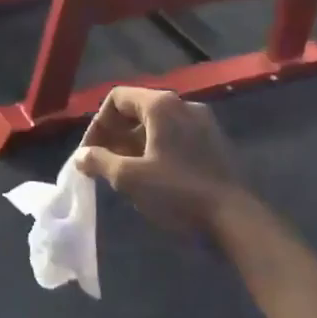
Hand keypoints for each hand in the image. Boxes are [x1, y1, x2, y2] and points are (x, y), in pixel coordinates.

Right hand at [76, 87, 254, 237]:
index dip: (97, 123)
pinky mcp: (214, 142)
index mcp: (161, 105)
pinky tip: (153, 177)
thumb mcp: (129, 178)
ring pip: (157, 124)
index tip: (89, 152)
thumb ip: (99, 161)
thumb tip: (81, 155)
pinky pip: (176, 136)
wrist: (235, 219)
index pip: (117, 98)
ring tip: (124, 172)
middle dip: (115, 135)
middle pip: (137, 109)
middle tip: (102, 163)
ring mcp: (203, 123)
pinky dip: (157, 149)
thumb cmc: (177, 191)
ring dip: (134, 144)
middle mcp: (183, 104)